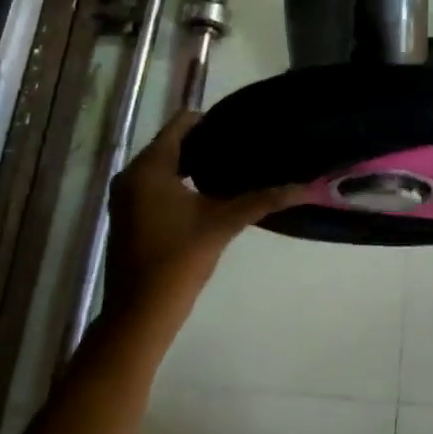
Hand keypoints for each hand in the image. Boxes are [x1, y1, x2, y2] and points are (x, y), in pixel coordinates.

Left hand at [105, 112, 301, 312]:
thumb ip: (263, 200)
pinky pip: (155, 185)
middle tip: (243, 150)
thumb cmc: (179, 260)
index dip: (212, 121)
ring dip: (193, 166)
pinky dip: (178, 184)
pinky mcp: (128, 216)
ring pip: (163, 166)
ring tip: (231, 171)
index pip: (181, 123)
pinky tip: (206, 197)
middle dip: (205, 145)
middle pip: (171, 144)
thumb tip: (306, 187)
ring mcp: (126, 197)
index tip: (242, 130)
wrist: (140, 312)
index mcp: (149, 167)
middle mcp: (131, 175)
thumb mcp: (224, 224)